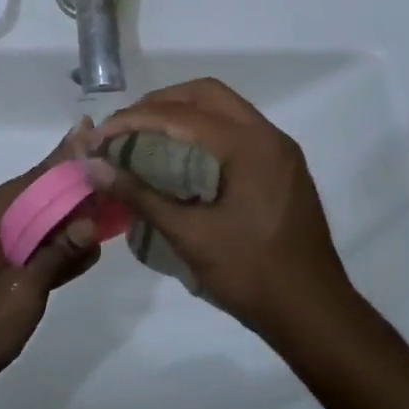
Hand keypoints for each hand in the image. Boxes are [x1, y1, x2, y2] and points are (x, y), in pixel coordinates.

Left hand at [0, 126, 103, 408]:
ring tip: (100, 214)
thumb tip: (90, 222)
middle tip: (107, 180)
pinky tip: (75, 248)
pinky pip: (11, 246)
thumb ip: (57, 253)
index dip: (65, 162)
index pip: (30, 181)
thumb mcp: (23, 294)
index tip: (91, 133)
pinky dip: (38, 247)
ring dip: (57, 225)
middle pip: (27, 200)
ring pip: (22, 225)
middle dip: (67, 195)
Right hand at [85, 79, 352, 339]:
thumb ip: (142, 196)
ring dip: (183, 113)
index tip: (102, 135)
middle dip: (160, 103)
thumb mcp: (191, 236)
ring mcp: (279, 151)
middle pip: (206, 95)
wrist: (314, 313)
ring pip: (224, 109)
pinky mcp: (281, 167)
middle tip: (125, 127)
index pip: (183, 114)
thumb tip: (95, 168)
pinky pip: (237, 130)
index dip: (136, 119)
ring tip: (145, 136)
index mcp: (250, 147)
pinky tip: (179, 156)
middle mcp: (268, 136)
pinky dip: (203, 131)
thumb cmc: (252, 274)